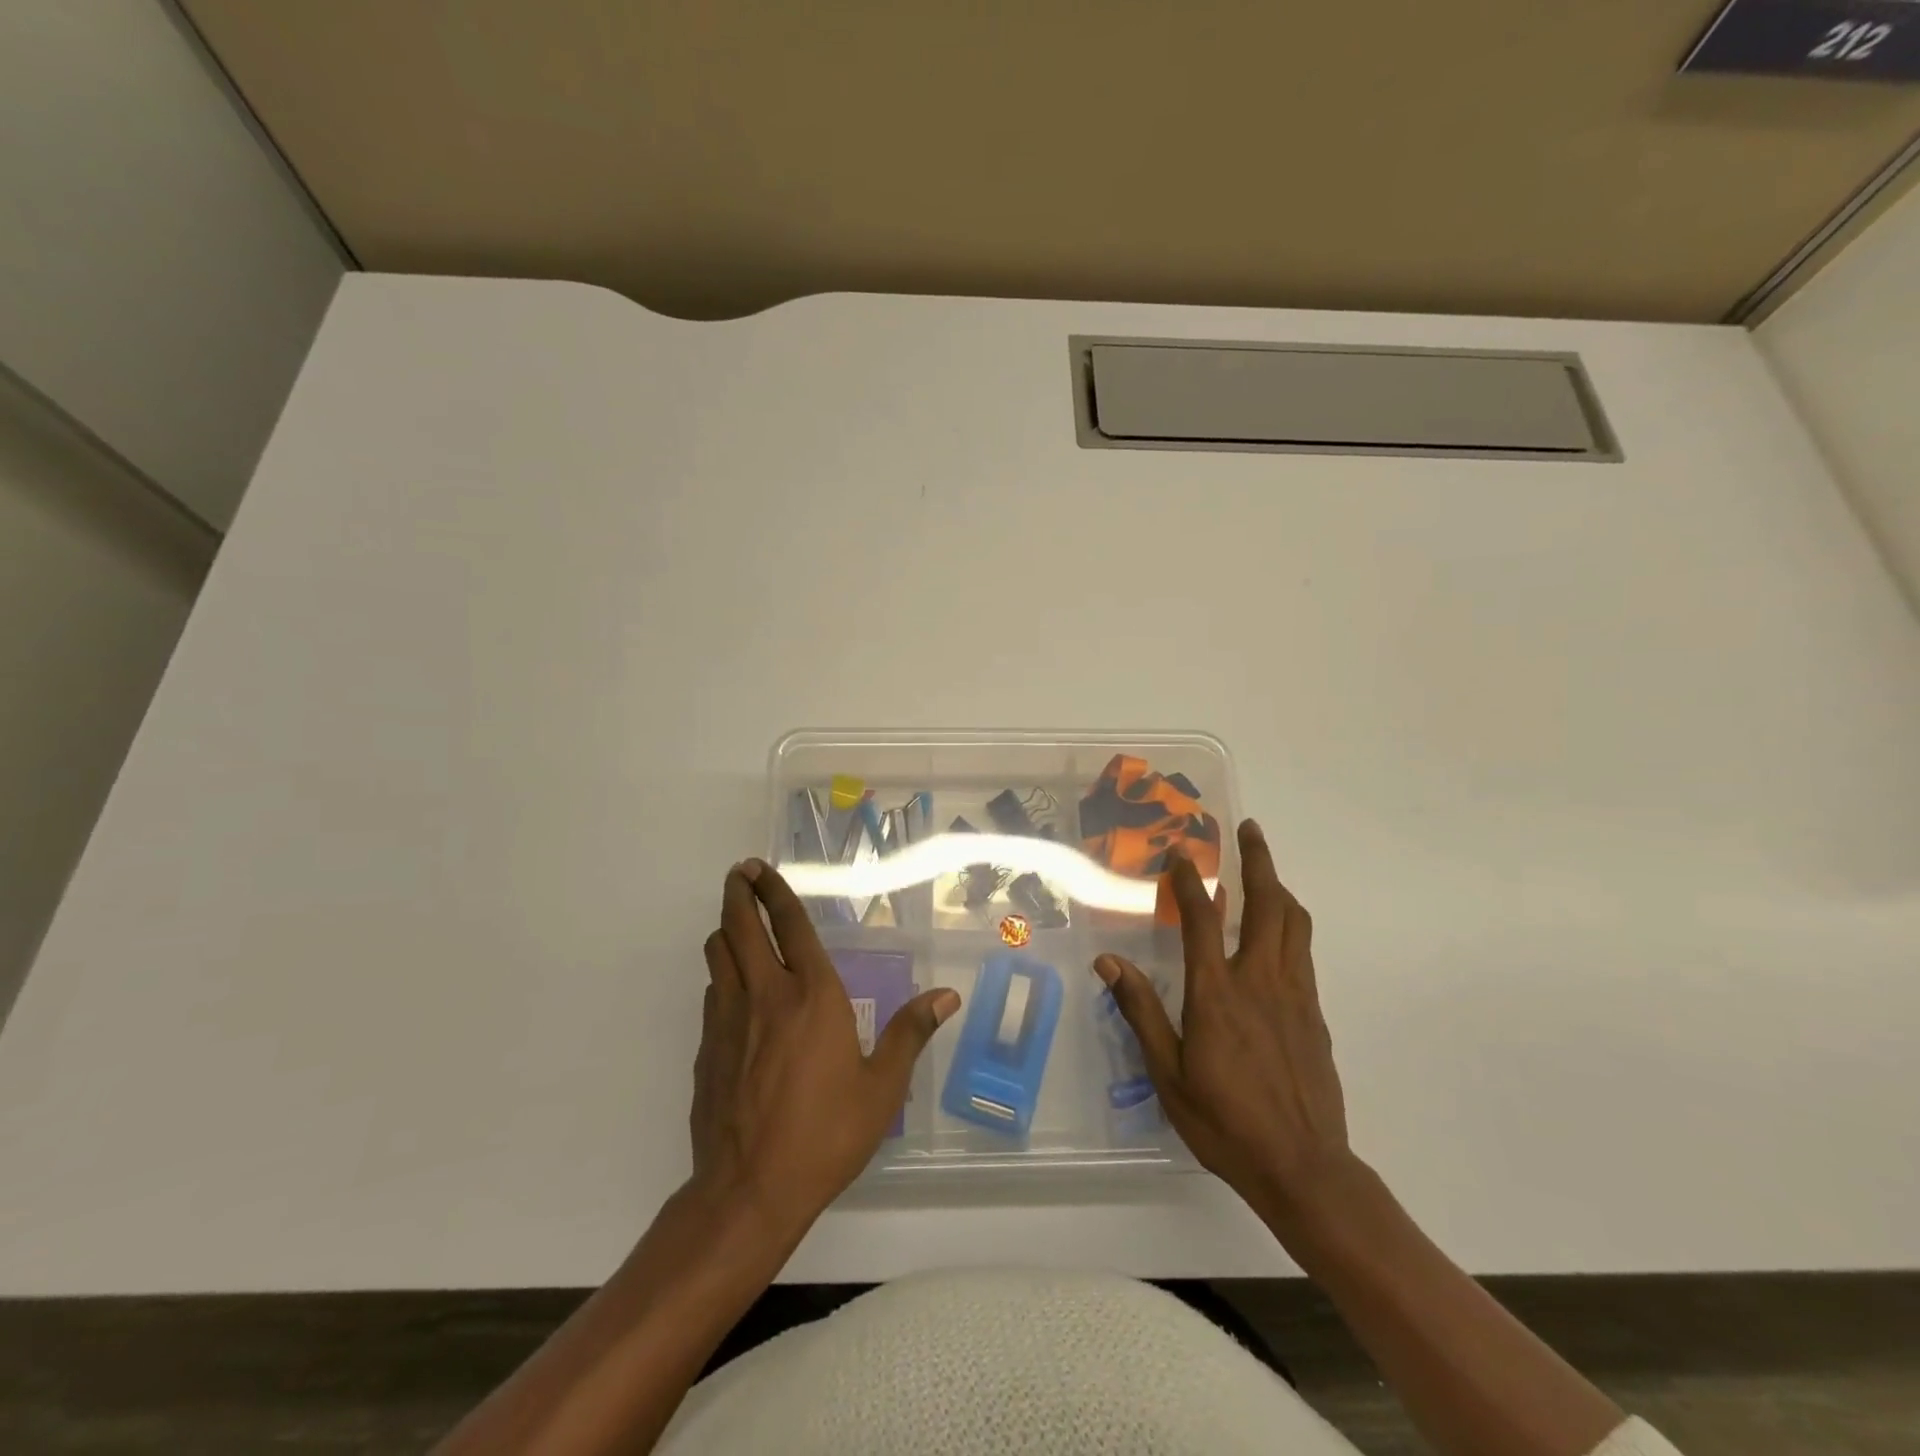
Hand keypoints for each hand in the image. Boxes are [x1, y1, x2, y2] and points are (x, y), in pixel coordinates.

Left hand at [690, 860, 959, 1238]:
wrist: (748, 1191)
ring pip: (718, 955)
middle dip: (739, 894)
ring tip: (739, 925)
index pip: (790, 925)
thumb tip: (947, 996)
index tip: (760, 868)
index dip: (774, 891)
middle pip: (741, 927)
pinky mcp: (707, 1048)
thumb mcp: (882, 1088)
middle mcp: (765, 995)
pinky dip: (723, 976)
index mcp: (812, 995)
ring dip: (727, 931)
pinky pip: (713, 993)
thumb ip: (910, 1033)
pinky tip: (736, 991)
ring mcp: (728, 1020)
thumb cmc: (825, 1134)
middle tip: (740, 874)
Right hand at [1094, 820, 1353, 1221]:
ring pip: (1294, 923)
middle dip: (1258, 861)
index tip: (1181, 855)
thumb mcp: (1169, 1073)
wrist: (1304, 1167)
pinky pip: (1303, 952)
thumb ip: (1141, 1012)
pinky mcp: (1314, 1014)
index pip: (1201, 919)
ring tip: (1265, 871)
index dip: (1189, 882)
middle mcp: (1260, 980)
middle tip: (1249, 830)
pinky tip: (1278, 933)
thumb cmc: (1225, 1121)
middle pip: (1267, 905)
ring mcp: (1294, 994)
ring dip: (1279, 888)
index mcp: (1217, 993)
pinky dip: (1290, 924)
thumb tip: (1109, 962)